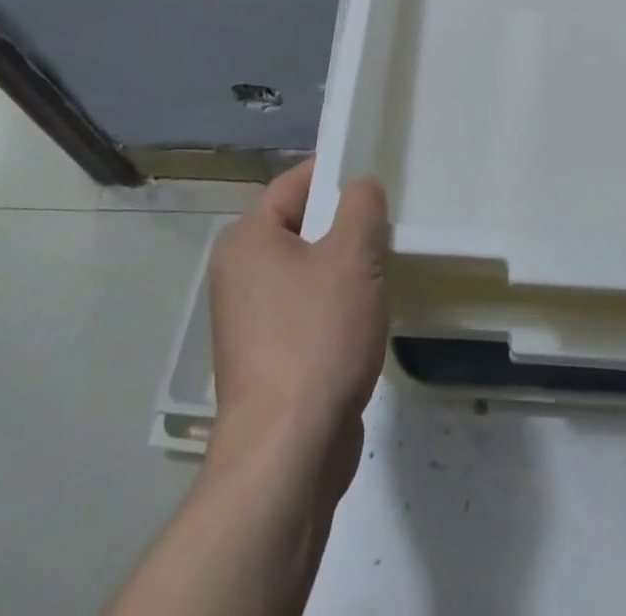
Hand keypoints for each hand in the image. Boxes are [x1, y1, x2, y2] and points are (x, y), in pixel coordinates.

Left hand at [208, 160, 389, 484]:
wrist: (287, 452)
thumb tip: (361, 185)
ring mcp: (249, 321)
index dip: (334, 173)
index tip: (373, 174)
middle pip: (301, 227)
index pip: (293, 184)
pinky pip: (306, 311)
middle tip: (387, 224)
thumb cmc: (316, 336)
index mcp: (247, 240)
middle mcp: (239, 274)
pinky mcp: (266, 359)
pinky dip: (334, 307)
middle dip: (345, 225)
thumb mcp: (352, 256)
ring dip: (344, 269)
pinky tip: (365, 319)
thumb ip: (361, 206)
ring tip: (383, 270)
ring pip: (307, 271)